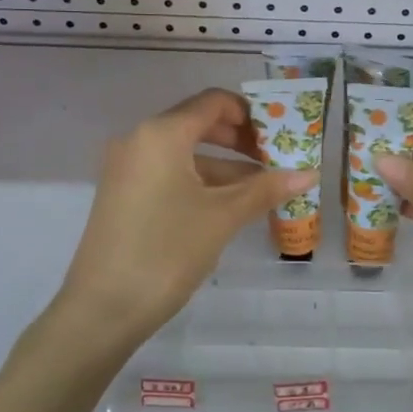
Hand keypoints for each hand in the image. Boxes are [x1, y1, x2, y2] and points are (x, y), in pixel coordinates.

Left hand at [52, 89, 314, 347]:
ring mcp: (127, 167)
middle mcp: (139, 139)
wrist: (102, 309)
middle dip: (240, 140)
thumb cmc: (166, 252)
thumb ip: (265, 189)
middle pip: (198, 124)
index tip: (281, 135)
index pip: (213, 102)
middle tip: (276, 160)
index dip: (251, 114)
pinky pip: (169, 173)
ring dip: (224, 166)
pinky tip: (229, 206)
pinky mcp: (123, 193)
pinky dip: (201, 181)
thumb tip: (309, 174)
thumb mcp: (222, 217)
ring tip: (264, 189)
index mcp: (162, 133)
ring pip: (185, 153)